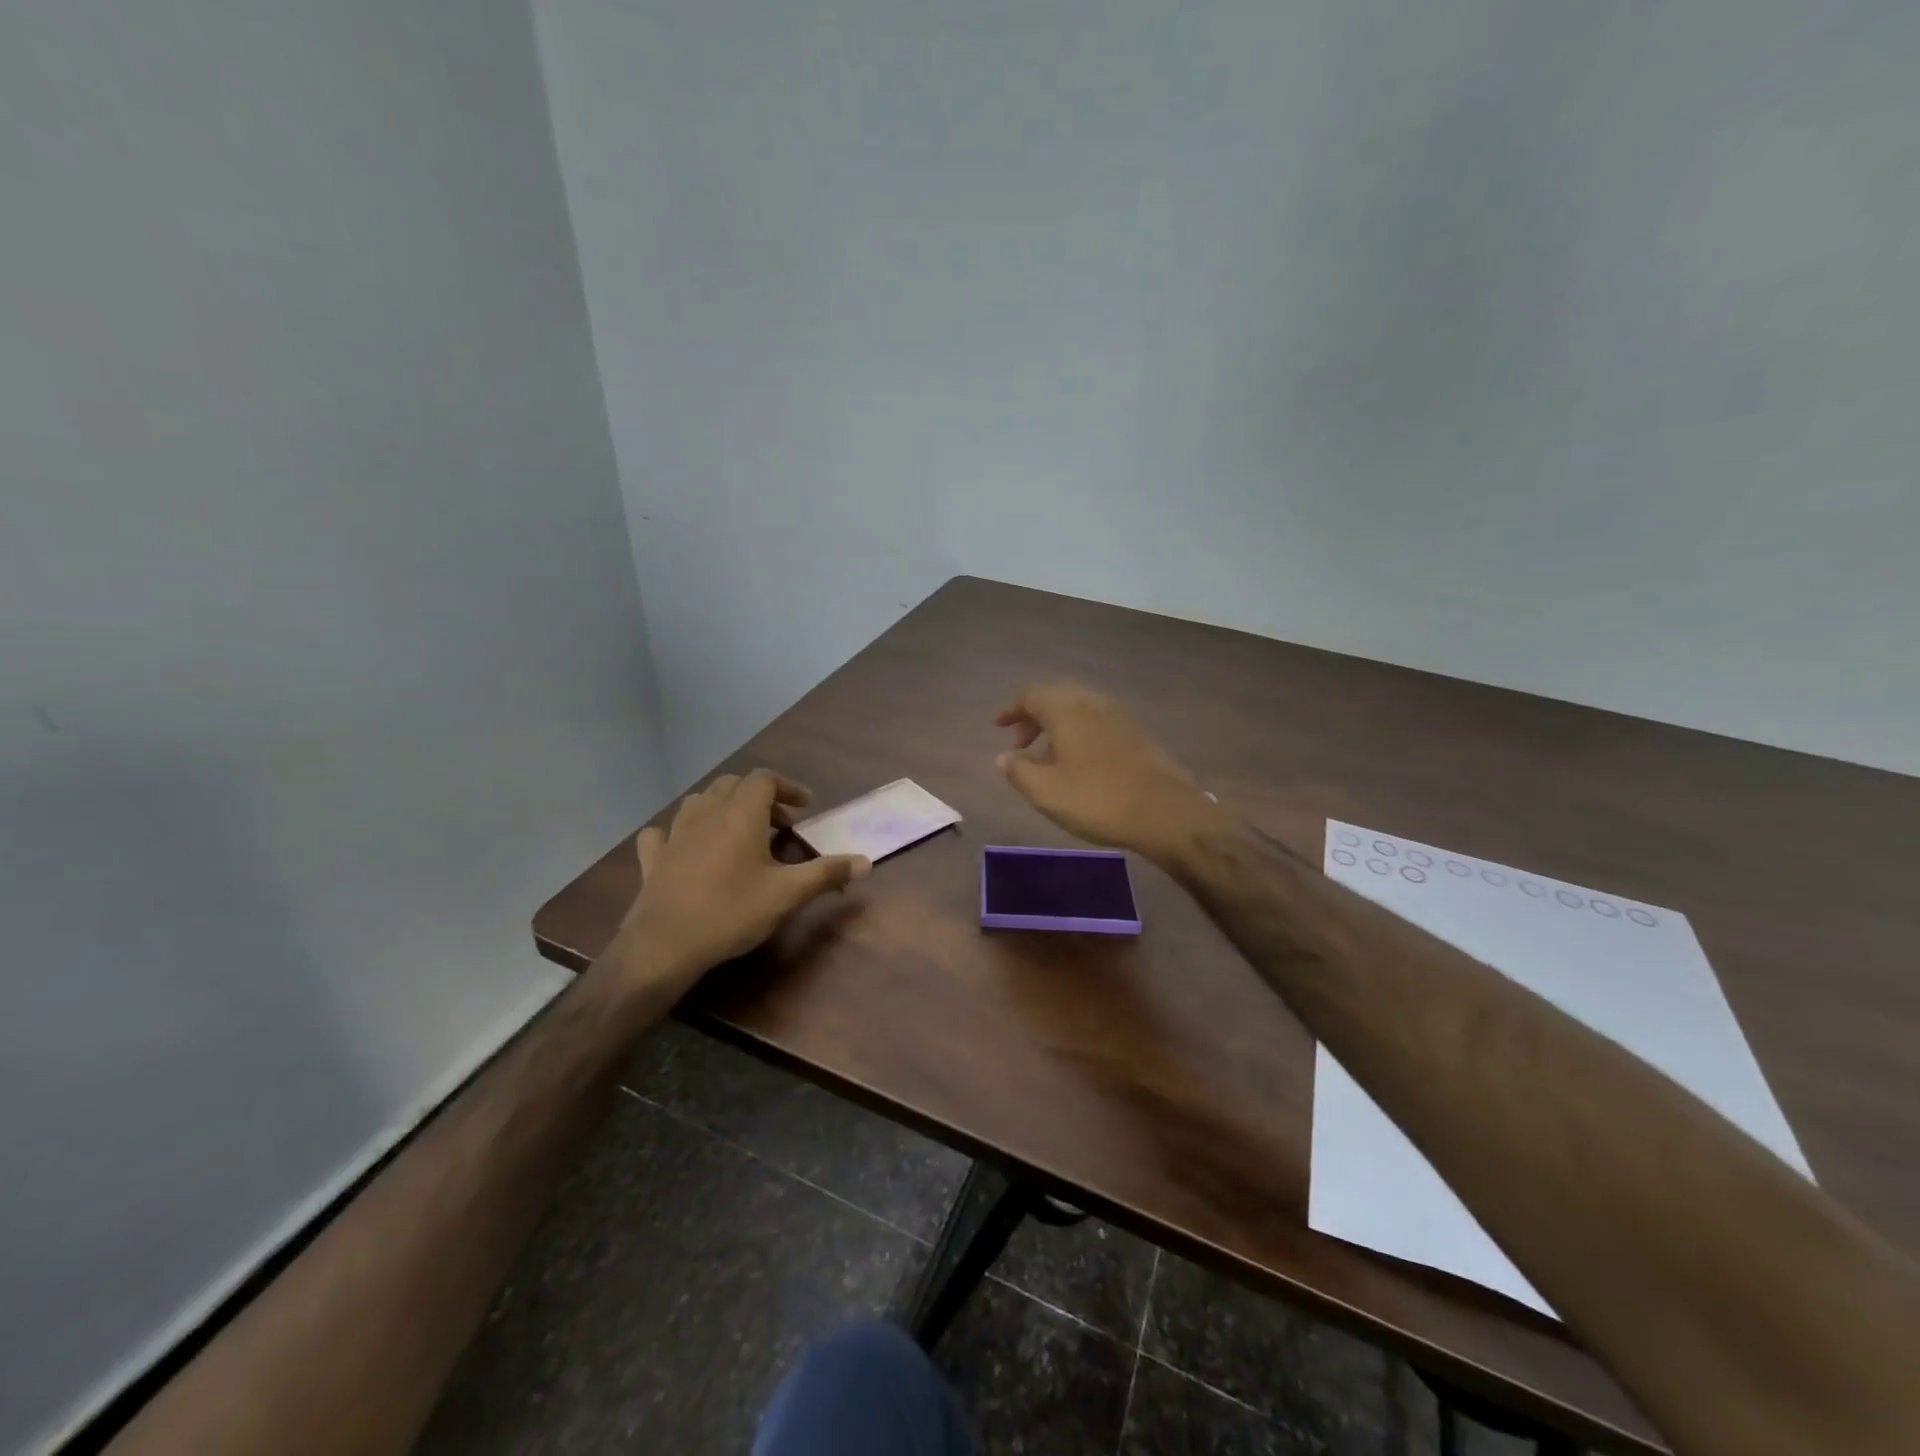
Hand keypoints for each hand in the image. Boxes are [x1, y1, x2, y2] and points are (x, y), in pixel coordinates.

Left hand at [608, 769, 869, 985]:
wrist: (665, 945)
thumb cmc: (732, 911)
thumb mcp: (788, 894)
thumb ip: (827, 873)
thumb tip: (866, 862)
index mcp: (740, 814)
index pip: (764, 779)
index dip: (787, 787)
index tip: (806, 806)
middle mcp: (706, 813)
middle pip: (733, 785)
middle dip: (759, 797)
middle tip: (779, 824)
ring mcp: (674, 833)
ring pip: (699, 802)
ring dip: (722, 807)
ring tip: (739, 832)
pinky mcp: (652, 858)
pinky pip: (664, 832)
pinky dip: (680, 832)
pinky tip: (686, 847)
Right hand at [995, 681, 1225, 863]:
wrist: (1165, 812)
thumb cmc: (1098, 800)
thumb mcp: (1046, 792)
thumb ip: (1018, 771)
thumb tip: (1004, 757)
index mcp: (1067, 710)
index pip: (1032, 695)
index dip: (1012, 710)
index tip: (999, 728)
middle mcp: (1093, 703)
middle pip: (1056, 696)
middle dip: (1034, 715)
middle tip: (1020, 742)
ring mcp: (1119, 716)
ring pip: (1079, 708)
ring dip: (1057, 724)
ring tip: (1046, 756)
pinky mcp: (1136, 733)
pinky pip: (1097, 720)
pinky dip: (1079, 732)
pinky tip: (1078, 762)